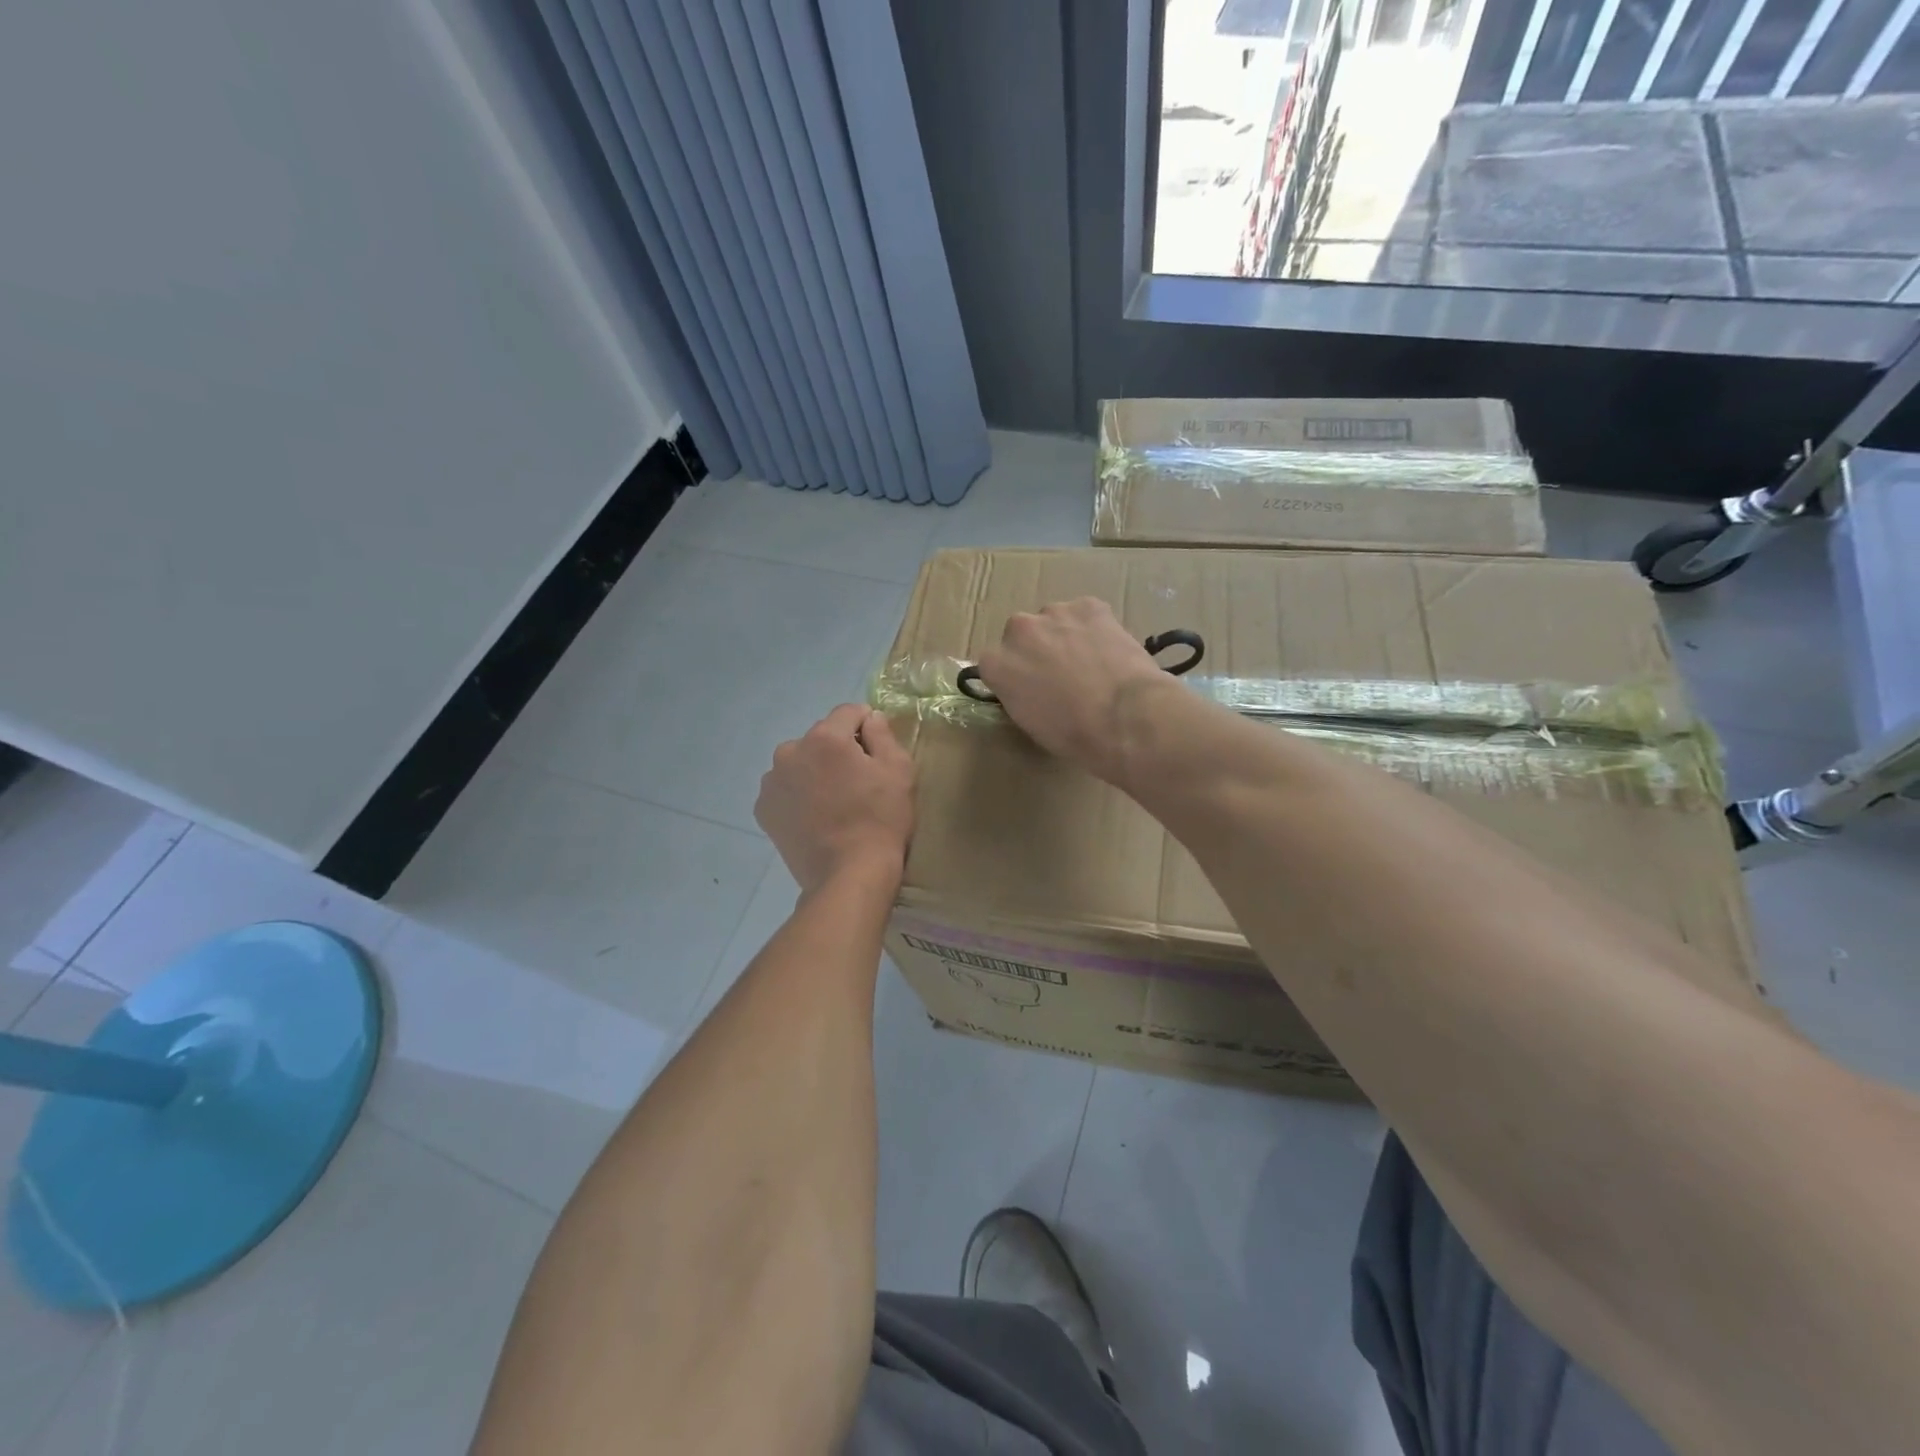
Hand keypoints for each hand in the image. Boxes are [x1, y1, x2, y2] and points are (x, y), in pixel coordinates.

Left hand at [756, 705, 915, 894]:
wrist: (848, 874)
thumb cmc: (880, 819)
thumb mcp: (898, 770)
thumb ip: (883, 734)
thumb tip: (870, 718)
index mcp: (825, 738)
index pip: (848, 713)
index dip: (867, 726)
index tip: (877, 750)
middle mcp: (791, 751)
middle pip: (821, 738)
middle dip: (838, 750)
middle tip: (857, 782)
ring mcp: (772, 782)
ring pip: (800, 763)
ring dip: (815, 772)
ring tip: (833, 802)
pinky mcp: (764, 809)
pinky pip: (785, 789)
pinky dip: (798, 795)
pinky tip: (815, 817)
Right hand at [973, 598, 1166, 779]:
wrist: (1125, 716)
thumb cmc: (1074, 734)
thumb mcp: (1030, 723)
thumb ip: (1019, 695)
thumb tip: (1030, 688)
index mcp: (997, 664)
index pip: (994, 662)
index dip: (1015, 674)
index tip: (1030, 687)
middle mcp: (1018, 630)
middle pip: (1022, 634)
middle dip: (1037, 649)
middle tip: (1061, 674)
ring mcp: (1054, 613)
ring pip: (1054, 620)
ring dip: (1065, 635)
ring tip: (1091, 662)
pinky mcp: (1089, 606)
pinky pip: (1086, 614)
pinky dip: (1094, 627)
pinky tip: (1109, 650)